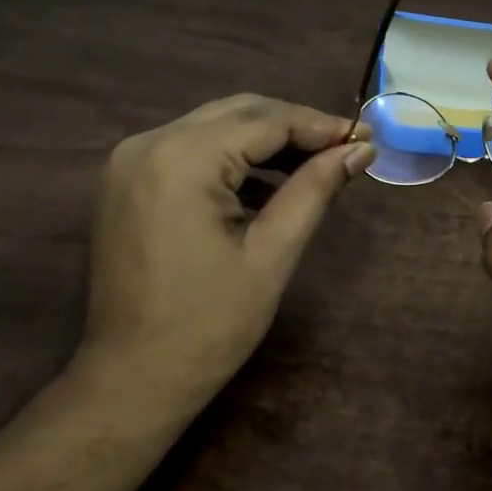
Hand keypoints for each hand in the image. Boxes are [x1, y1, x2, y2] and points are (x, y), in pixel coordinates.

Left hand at [79, 94, 372, 415]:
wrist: (133, 378)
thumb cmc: (210, 324)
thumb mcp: (273, 253)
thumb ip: (315, 189)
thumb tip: (361, 149)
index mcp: (182, 158)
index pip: (265, 120)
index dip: (319, 125)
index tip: (364, 138)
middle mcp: (148, 143)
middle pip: (237, 112)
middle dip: (294, 127)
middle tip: (345, 148)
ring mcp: (130, 161)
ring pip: (213, 127)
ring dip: (264, 140)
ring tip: (315, 165)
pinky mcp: (127, 181)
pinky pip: (189, 150)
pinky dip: (232, 158)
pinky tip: (268, 184)